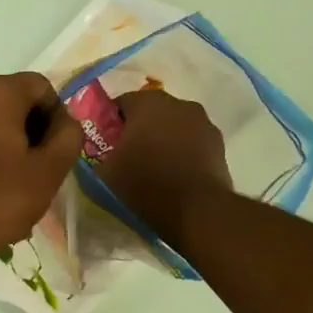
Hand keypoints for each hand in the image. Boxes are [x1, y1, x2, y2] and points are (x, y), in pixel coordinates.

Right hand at [94, 90, 232, 241]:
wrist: (196, 210)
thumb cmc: (145, 185)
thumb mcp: (104, 172)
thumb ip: (95, 153)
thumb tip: (94, 149)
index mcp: (148, 103)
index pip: (120, 102)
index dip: (110, 122)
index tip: (104, 143)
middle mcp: (178, 103)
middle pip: (150, 110)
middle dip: (138, 127)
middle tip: (127, 153)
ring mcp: (203, 122)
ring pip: (173, 124)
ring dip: (162, 136)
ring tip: (153, 163)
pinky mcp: (218, 143)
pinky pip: (191, 139)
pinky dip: (182, 149)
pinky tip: (175, 171)